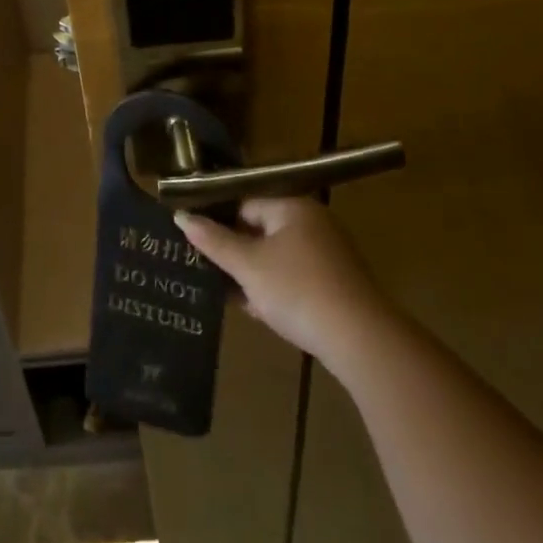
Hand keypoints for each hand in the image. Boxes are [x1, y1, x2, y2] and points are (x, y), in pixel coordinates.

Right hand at [176, 198, 390, 367]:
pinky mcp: (337, 283)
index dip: (219, 221)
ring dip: (254, 273)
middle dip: (236, 251)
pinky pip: (296, 277)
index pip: (245, 202)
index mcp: (292, 206)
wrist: (361, 339)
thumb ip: (214, 241)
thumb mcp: (248, 266)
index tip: (196, 242)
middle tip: (207, 269)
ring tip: (227, 292)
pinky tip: (258, 310)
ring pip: (277, 256)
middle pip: (261, 228)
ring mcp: (328, 253)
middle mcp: (313, 222)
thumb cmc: (298, 290)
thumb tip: (181, 216)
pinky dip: (276, 288)